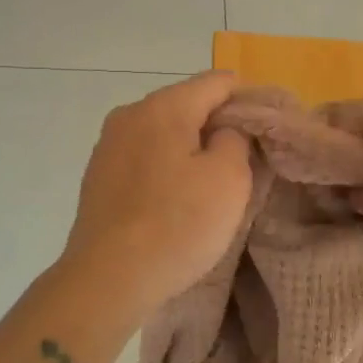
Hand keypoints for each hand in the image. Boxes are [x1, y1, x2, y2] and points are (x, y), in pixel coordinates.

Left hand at [59, 72, 252, 320]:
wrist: (107, 280)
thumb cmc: (177, 225)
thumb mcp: (229, 178)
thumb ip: (236, 138)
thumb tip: (224, 129)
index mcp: (163, 107)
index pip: (217, 82)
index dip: (247, 100)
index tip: (264, 131)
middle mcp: (130, 114)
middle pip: (187, 104)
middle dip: (217, 124)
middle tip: (243, 161)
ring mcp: (108, 145)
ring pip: (163, 131)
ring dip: (190, 147)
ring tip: (209, 183)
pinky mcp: (98, 176)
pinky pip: (144, 156)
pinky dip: (165, 166)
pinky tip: (175, 198)